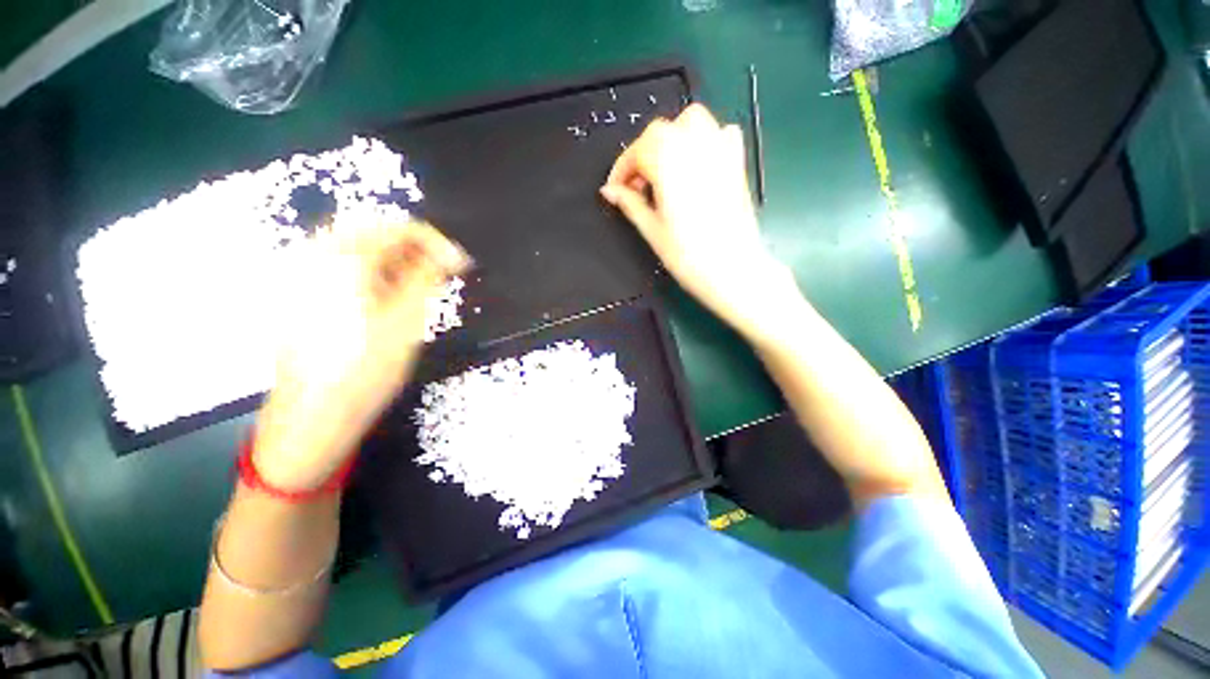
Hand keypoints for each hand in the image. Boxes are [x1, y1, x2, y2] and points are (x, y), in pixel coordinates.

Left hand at [253, 220, 469, 491]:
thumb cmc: (366, 367)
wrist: (314, 413)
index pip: (396, 228)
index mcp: (342, 259)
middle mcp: (314, 256)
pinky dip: (373, 273)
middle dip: (414, 249)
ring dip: (395, 261)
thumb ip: (428, 279)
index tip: (460, 264)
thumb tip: (450, 256)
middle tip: (443, 274)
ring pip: (357, 249)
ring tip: (421, 287)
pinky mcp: (300, 293)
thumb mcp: (407, 320)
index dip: (435, 242)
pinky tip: (389, 296)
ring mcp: (302, 275)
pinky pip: (342, 267)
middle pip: (374, 233)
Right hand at [601, 104, 794, 337]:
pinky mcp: (737, 163)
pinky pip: (721, 132)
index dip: (621, 170)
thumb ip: (630, 204)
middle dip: (642, 154)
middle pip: (660, 132)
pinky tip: (696, 164)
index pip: (637, 151)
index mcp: (669, 163)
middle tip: (636, 187)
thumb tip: (610, 192)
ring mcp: (721, 151)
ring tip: (663, 171)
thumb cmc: (689, 256)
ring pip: (691, 121)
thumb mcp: (652, 230)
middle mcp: (695, 146)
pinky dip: (705, 139)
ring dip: (670, 139)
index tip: (614, 191)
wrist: (733, 270)